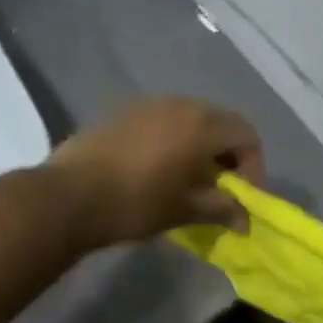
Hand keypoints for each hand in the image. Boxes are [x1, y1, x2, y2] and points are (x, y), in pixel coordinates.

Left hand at [48, 97, 263, 246]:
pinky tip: (156, 168)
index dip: (253, 166)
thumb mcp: (183, 209)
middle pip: (220, 122)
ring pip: (190, 118)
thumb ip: (220, 208)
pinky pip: (163, 119)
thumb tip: (245, 219)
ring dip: (199, 145)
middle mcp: (180, 103)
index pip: (246, 134)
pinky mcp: (124, 111)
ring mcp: (149, 104)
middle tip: (219, 188)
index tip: (240, 197)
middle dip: (227, 154)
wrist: (69, 195)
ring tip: (188, 179)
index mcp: (201, 124)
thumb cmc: (136, 202)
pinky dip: (173, 139)